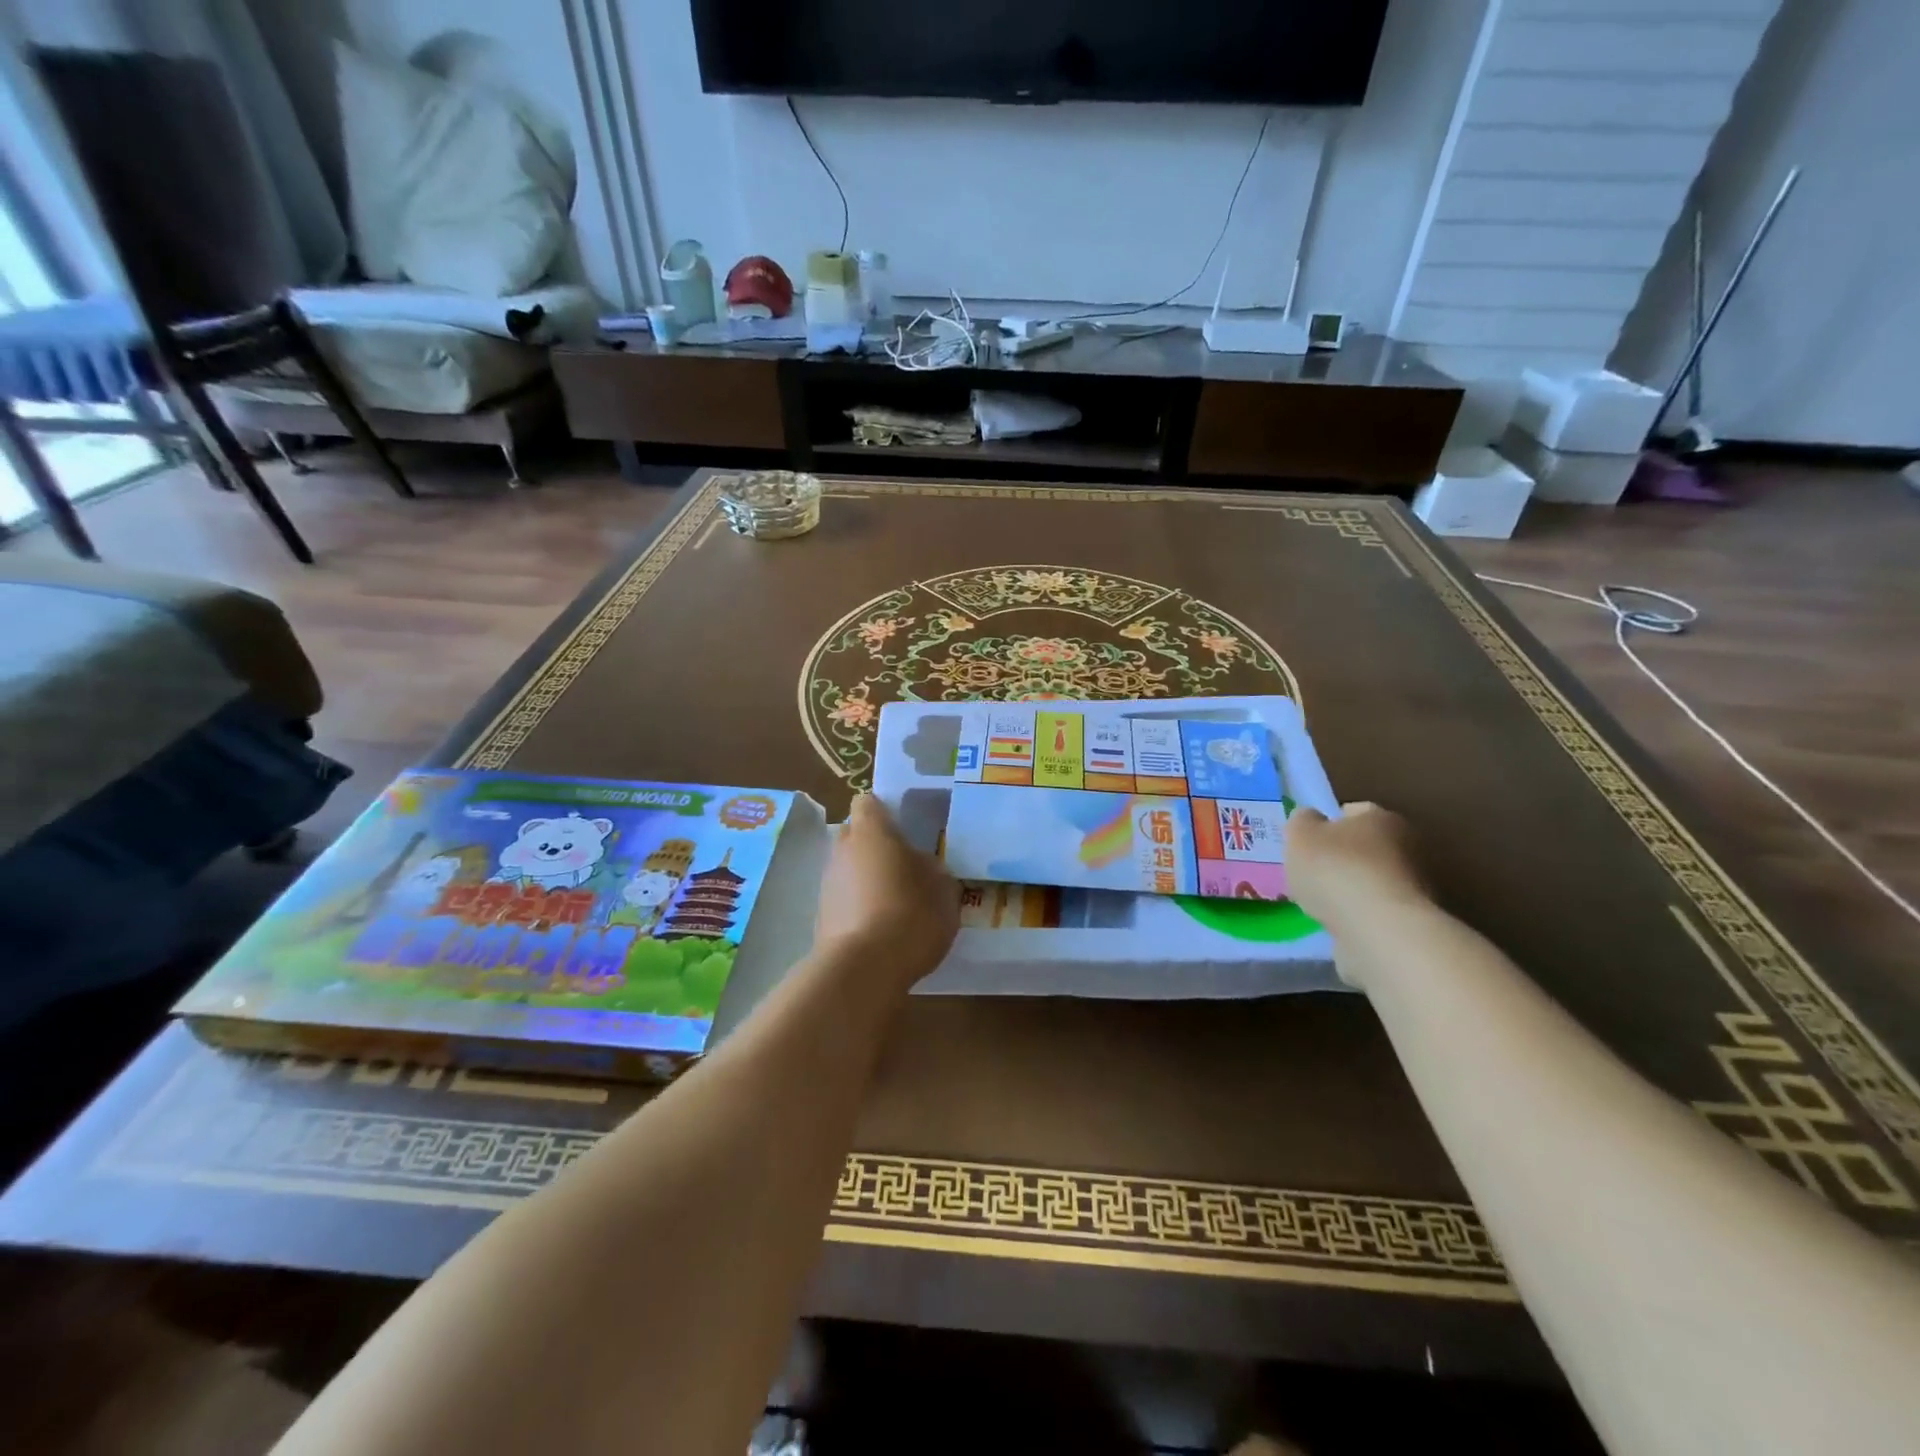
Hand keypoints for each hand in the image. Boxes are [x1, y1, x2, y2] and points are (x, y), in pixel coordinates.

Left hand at [815, 795, 958, 991]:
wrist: (864, 969)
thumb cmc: (910, 914)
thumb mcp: (942, 888)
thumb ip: (931, 868)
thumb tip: (920, 864)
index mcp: (871, 831)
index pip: (868, 803)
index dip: (885, 812)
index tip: (905, 828)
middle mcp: (842, 850)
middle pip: (855, 836)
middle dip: (875, 846)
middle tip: (904, 867)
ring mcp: (827, 884)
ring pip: (848, 870)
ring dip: (867, 880)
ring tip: (897, 905)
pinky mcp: (821, 918)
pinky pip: (844, 901)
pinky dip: (860, 908)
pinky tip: (883, 930)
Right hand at [1284, 802, 1428, 936]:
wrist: (1379, 931)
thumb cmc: (1336, 870)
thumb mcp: (1300, 835)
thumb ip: (1302, 822)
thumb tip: (1310, 819)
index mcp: (1381, 817)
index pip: (1352, 812)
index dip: (1326, 824)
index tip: (1307, 843)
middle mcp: (1407, 846)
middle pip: (1363, 848)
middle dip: (1340, 859)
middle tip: (1309, 874)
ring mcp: (1413, 887)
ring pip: (1369, 881)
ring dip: (1349, 890)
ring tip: (1319, 904)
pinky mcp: (1410, 922)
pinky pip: (1374, 912)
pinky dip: (1357, 916)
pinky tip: (1336, 924)